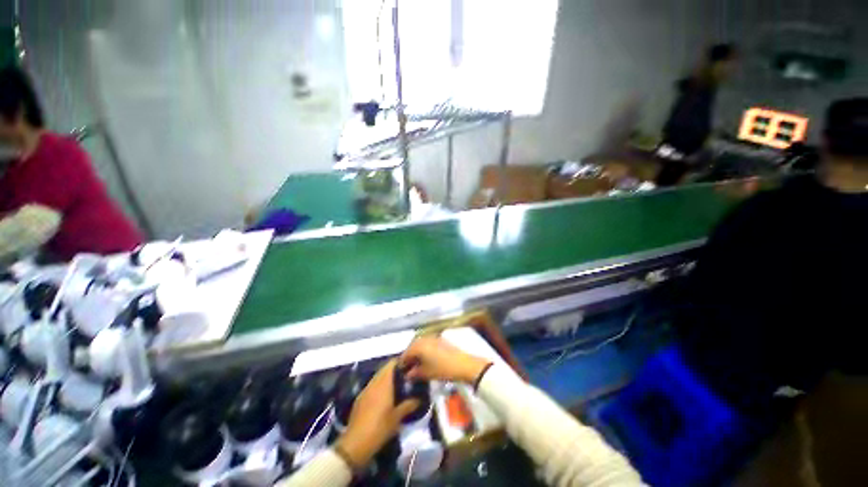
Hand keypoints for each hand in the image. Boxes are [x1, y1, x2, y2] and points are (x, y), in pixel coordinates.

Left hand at [336, 360, 419, 468]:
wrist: (355, 444)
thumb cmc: (380, 428)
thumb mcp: (397, 418)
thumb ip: (408, 405)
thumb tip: (419, 398)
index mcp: (384, 383)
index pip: (391, 364)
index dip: (400, 362)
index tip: (409, 366)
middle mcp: (374, 383)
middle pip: (384, 369)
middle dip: (394, 370)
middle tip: (405, 377)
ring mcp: (365, 390)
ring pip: (377, 377)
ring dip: (386, 378)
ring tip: (396, 386)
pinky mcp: (360, 399)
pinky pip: (371, 386)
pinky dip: (379, 386)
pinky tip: (384, 397)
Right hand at [400, 336, 490, 383]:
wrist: (463, 364)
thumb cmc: (442, 369)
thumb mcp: (426, 373)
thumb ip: (414, 373)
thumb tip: (407, 374)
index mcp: (418, 345)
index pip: (405, 353)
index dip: (402, 363)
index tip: (401, 372)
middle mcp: (424, 338)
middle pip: (412, 347)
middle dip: (409, 356)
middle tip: (408, 368)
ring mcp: (432, 337)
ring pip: (420, 344)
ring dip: (417, 353)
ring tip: (417, 364)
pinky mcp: (440, 338)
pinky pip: (427, 343)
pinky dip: (424, 350)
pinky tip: (426, 359)